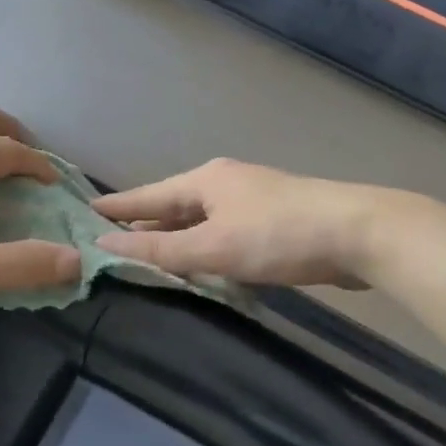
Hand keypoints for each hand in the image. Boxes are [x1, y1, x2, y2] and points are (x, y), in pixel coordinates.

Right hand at [93, 159, 390, 288]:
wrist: (358, 234)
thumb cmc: (278, 236)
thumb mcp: (212, 246)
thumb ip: (159, 248)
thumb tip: (104, 243)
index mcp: (206, 181)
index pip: (149, 194)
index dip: (118, 206)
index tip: (86, 212)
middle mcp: (227, 184)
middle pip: (175, 205)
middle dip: (146, 222)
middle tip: (111, 239)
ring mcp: (254, 202)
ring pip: (202, 220)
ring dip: (177, 237)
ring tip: (149, 253)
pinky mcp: (275, 223)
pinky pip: (225, 234)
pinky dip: (206, 247)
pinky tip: (202, 264)